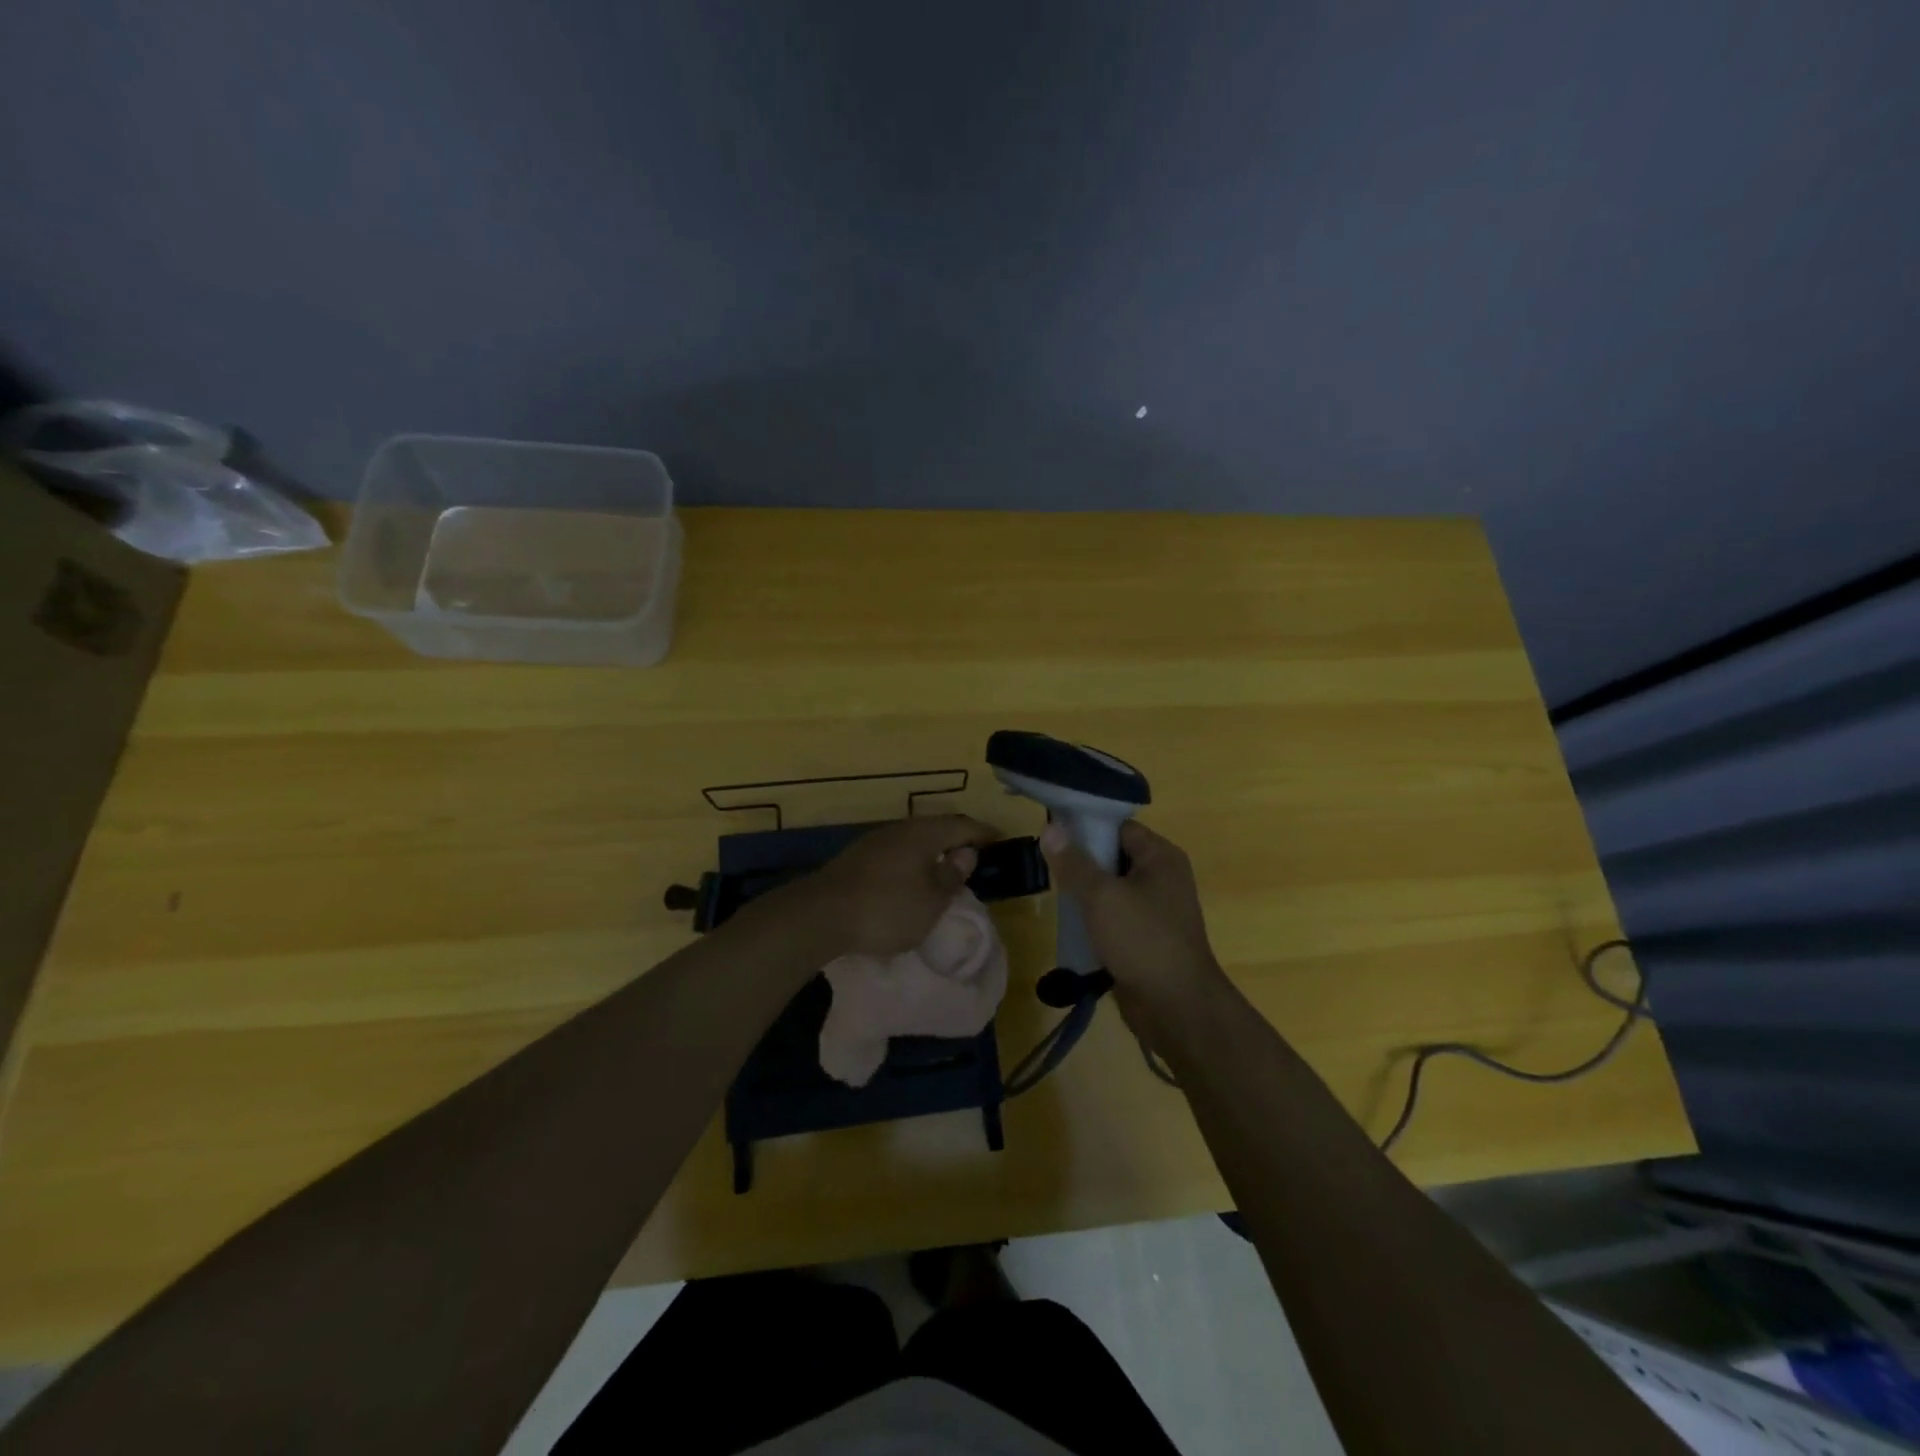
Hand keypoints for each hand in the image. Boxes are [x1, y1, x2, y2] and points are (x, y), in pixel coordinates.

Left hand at [787, 814, 998, 958]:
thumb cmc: (886, 908)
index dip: (983, 832)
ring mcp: (875, 842)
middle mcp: (900, 830)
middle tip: (977, 853)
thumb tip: (967, 853)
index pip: (962, 825)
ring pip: (914, 839)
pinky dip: (913, 861)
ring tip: (947, 867)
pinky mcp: (857, 859)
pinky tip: (913, 878)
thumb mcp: (930, 901)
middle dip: (958, 839)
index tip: (1001, 839)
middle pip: (936, 828)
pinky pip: (897, 852)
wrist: (820, 915)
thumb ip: (951, 875)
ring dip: (934, 850)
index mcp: (923, 834)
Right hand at [1039, 819, 1227, 1015]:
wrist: (1176, 1007)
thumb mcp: (1101, 896)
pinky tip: (1071, 925)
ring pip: (1112, 889)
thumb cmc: (1142, 940)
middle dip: (1082, 862)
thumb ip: (1073, 862)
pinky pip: (1116, 916)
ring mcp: (1157, 909)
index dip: (1086, 827)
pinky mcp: (1147, 937)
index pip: (1118, 827)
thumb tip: (1050, 829)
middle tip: (1048, 866)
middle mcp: (1163, 877)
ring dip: (1086, 893)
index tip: (1052, 835)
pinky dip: (1095, 918)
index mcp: (1161, 857)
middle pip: (1114, 856)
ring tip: (1055, 894)